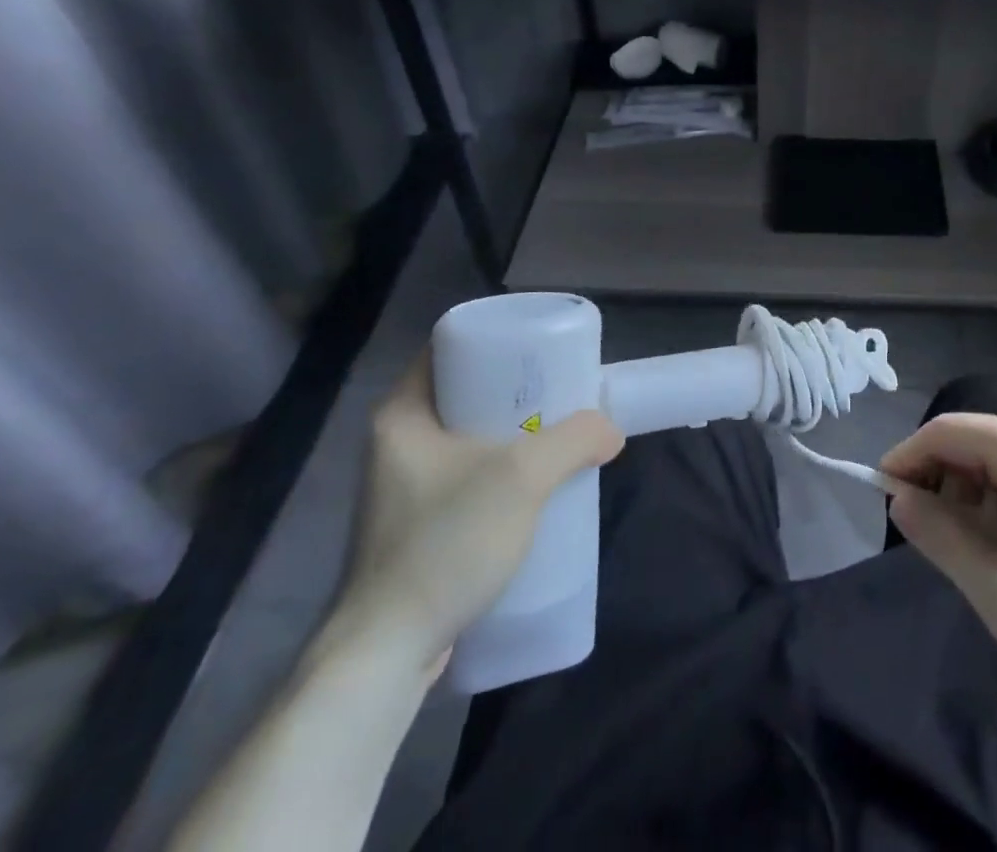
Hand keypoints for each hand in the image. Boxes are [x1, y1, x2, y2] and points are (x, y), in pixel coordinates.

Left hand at [328, 355, 624, 675]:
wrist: (385, 656)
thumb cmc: (444, 545)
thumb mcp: (522, 478)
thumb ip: (574, 440)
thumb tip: (610, 431)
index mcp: (402, 414)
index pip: (451, 348)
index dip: (499, 340)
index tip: (542, 349)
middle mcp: (396, 442)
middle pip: (466, 391)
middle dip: (516, 390)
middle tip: (562, 390)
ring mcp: (403, 487)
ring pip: (469, 436)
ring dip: (513, 433)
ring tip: (559, 434)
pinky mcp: (415, 526)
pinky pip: (467, 475)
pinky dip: (501, 469)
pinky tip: (535, 485)